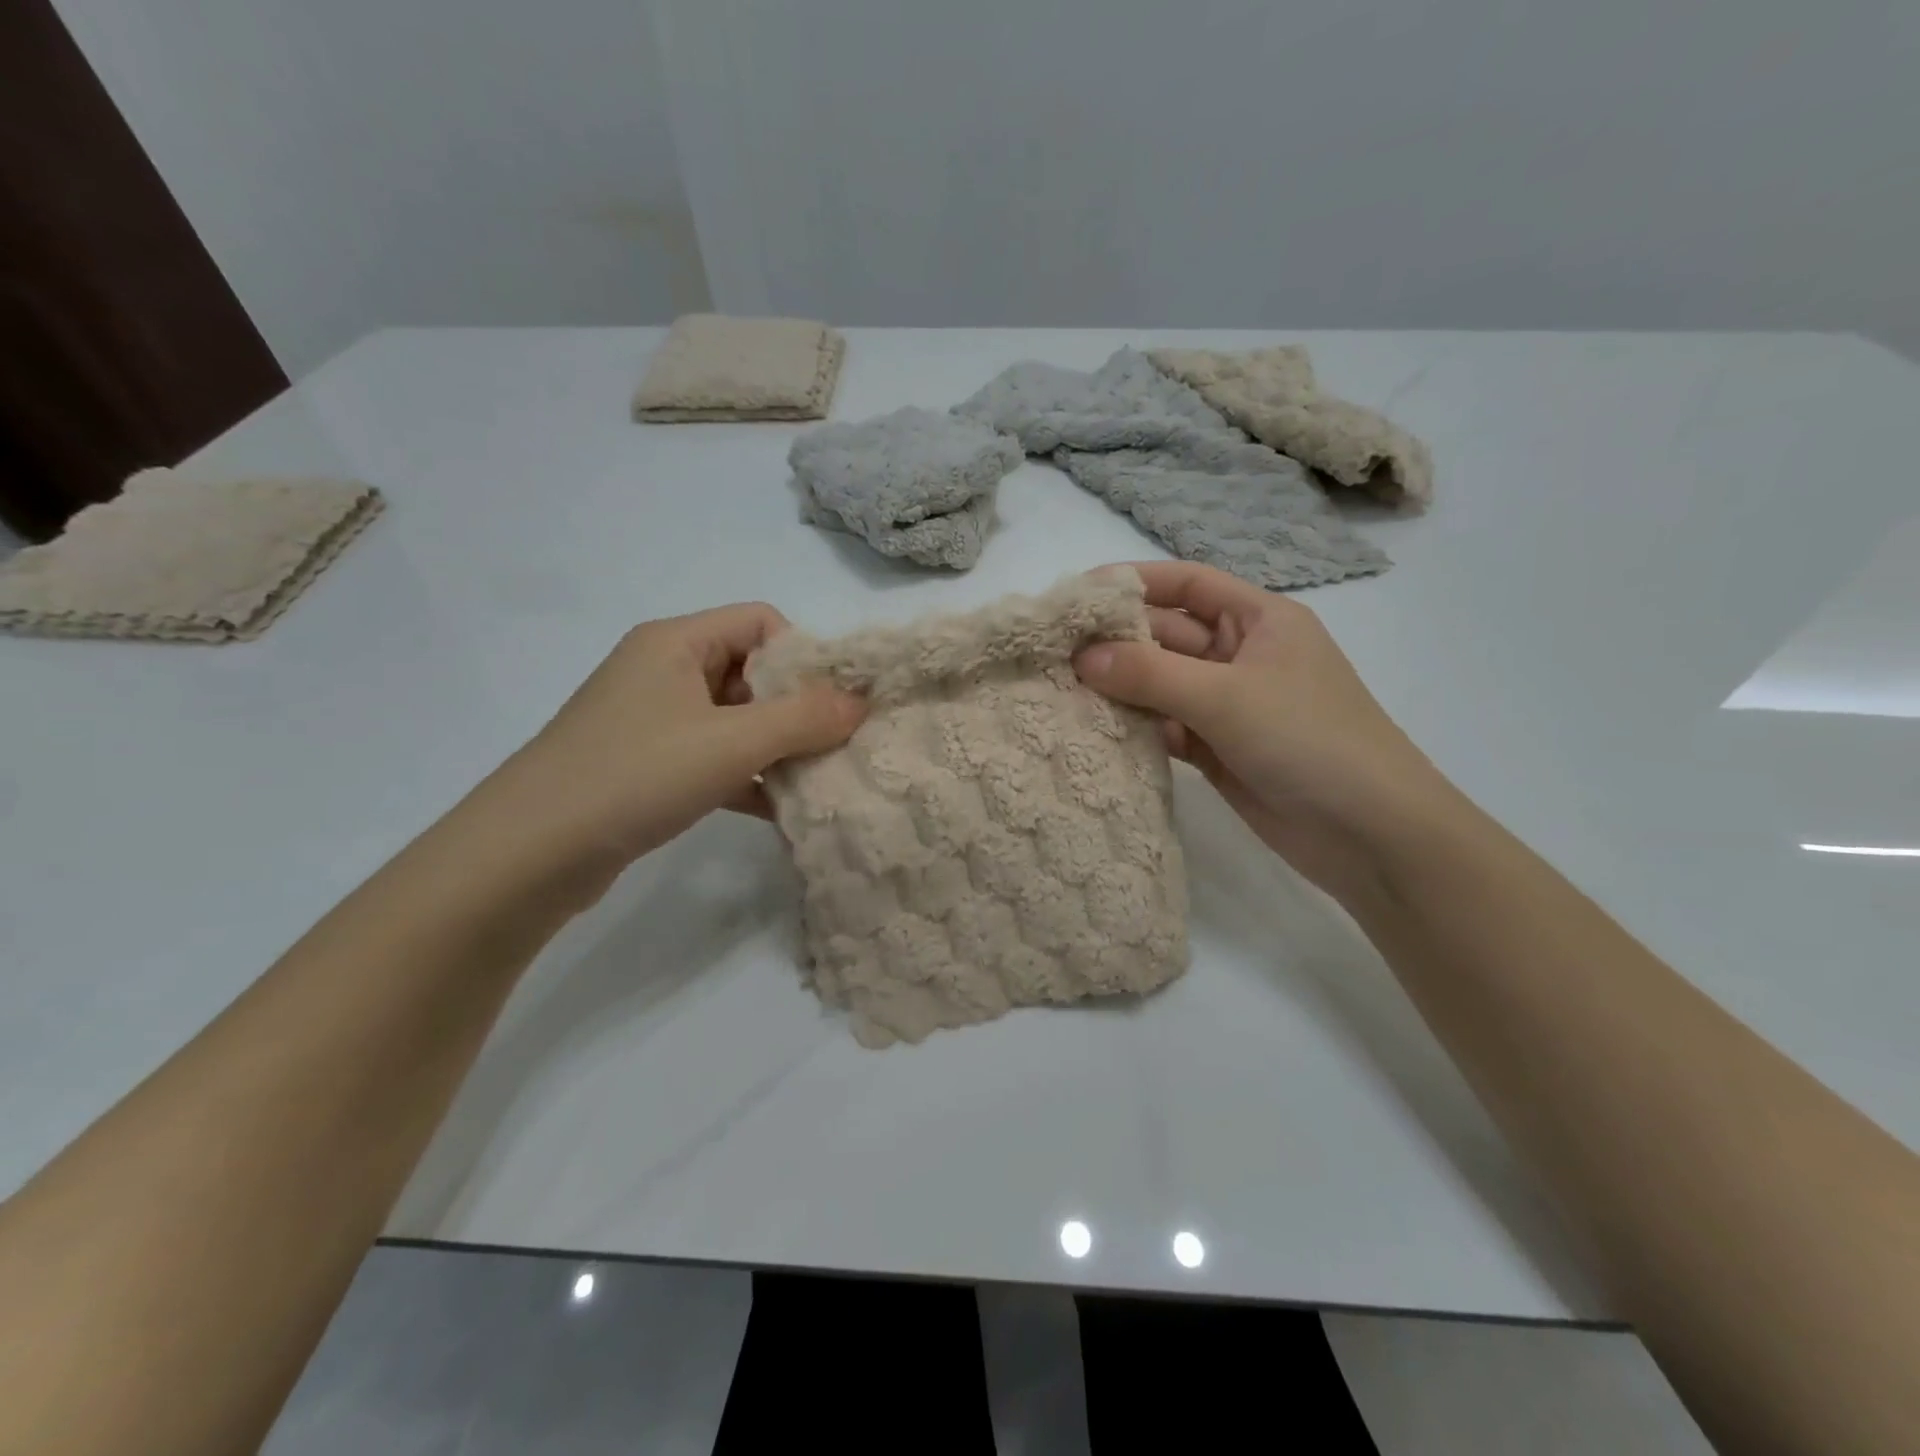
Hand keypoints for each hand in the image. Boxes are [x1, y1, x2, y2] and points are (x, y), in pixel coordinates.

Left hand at [489, 604, 864, 898]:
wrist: (528, 855)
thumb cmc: (635, 776)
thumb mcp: (731, 743)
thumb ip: (803, 719)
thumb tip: (861, 701)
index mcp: (676, 643)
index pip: (761, 622)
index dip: (804, 656)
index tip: (834, 704)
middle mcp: (664, 671)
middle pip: (752, 672)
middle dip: (797, 710)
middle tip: (835, 747)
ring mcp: (654, 722)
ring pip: (736, 721)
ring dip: (777, 749)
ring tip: (817, 782)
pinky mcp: (648, 767)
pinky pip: (714, 759)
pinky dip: (748, 779)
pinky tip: (780, 812)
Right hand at [1074, 562, 1458, 901]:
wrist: (1368, 834)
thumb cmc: (1308, 739)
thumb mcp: (1227, 696)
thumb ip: (1150, 674)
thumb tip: (1082, 657)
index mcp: (1258, 620)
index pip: (1187, 583)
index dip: (1133, 582)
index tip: (1077, 594)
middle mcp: (1240, 655)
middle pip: (1166, 635)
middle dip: (1116, 641)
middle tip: (1053, 652)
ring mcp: (1227, 705)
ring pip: (1160, 684)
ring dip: (1119, 687)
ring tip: (1059, 689)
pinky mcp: (1216, 749)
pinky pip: (1165, 727)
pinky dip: (1134, 728)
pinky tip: (1092, 730)